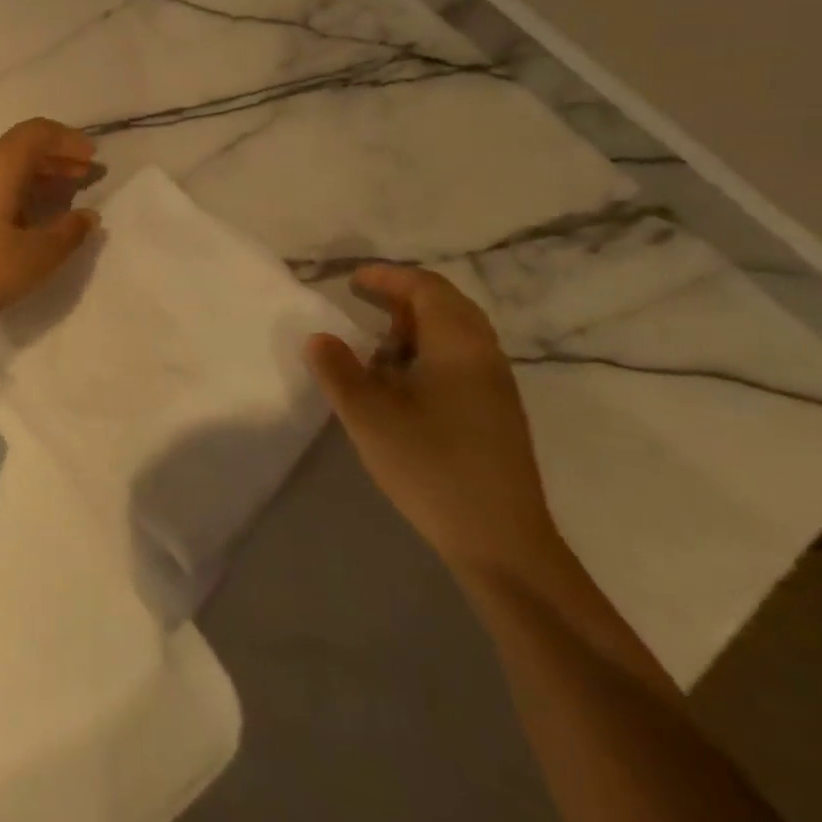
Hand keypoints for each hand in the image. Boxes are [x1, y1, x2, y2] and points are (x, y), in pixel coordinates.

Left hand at [0, 119, 98, 329]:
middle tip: (85, 175)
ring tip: (64, 194)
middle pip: (21, 147)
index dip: (68, 140)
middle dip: (56, 157)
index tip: (92, 158)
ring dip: (36, 174)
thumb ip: (68, 232)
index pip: (38, 133)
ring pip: (4, 166)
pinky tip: (29, 214)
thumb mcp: (35, 257)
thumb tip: (88, 216)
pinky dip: (16, 188)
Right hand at [305, 264, 564, 582]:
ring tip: (378, 348)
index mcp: (458, 344)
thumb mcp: (368, 415)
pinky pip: (461, 360)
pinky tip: (404, 385)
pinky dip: (429, 352)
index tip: (352, 281)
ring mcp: (496, 386)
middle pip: (446, 304)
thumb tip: (320, 338)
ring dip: (416, 328)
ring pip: (456, 334)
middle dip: (402, 297)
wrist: (501, 543)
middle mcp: (484, 355)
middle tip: (364, 303)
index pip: (426, 287)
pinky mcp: (498, 414)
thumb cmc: (431, 466)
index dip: (388, 277)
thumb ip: (338, 370)